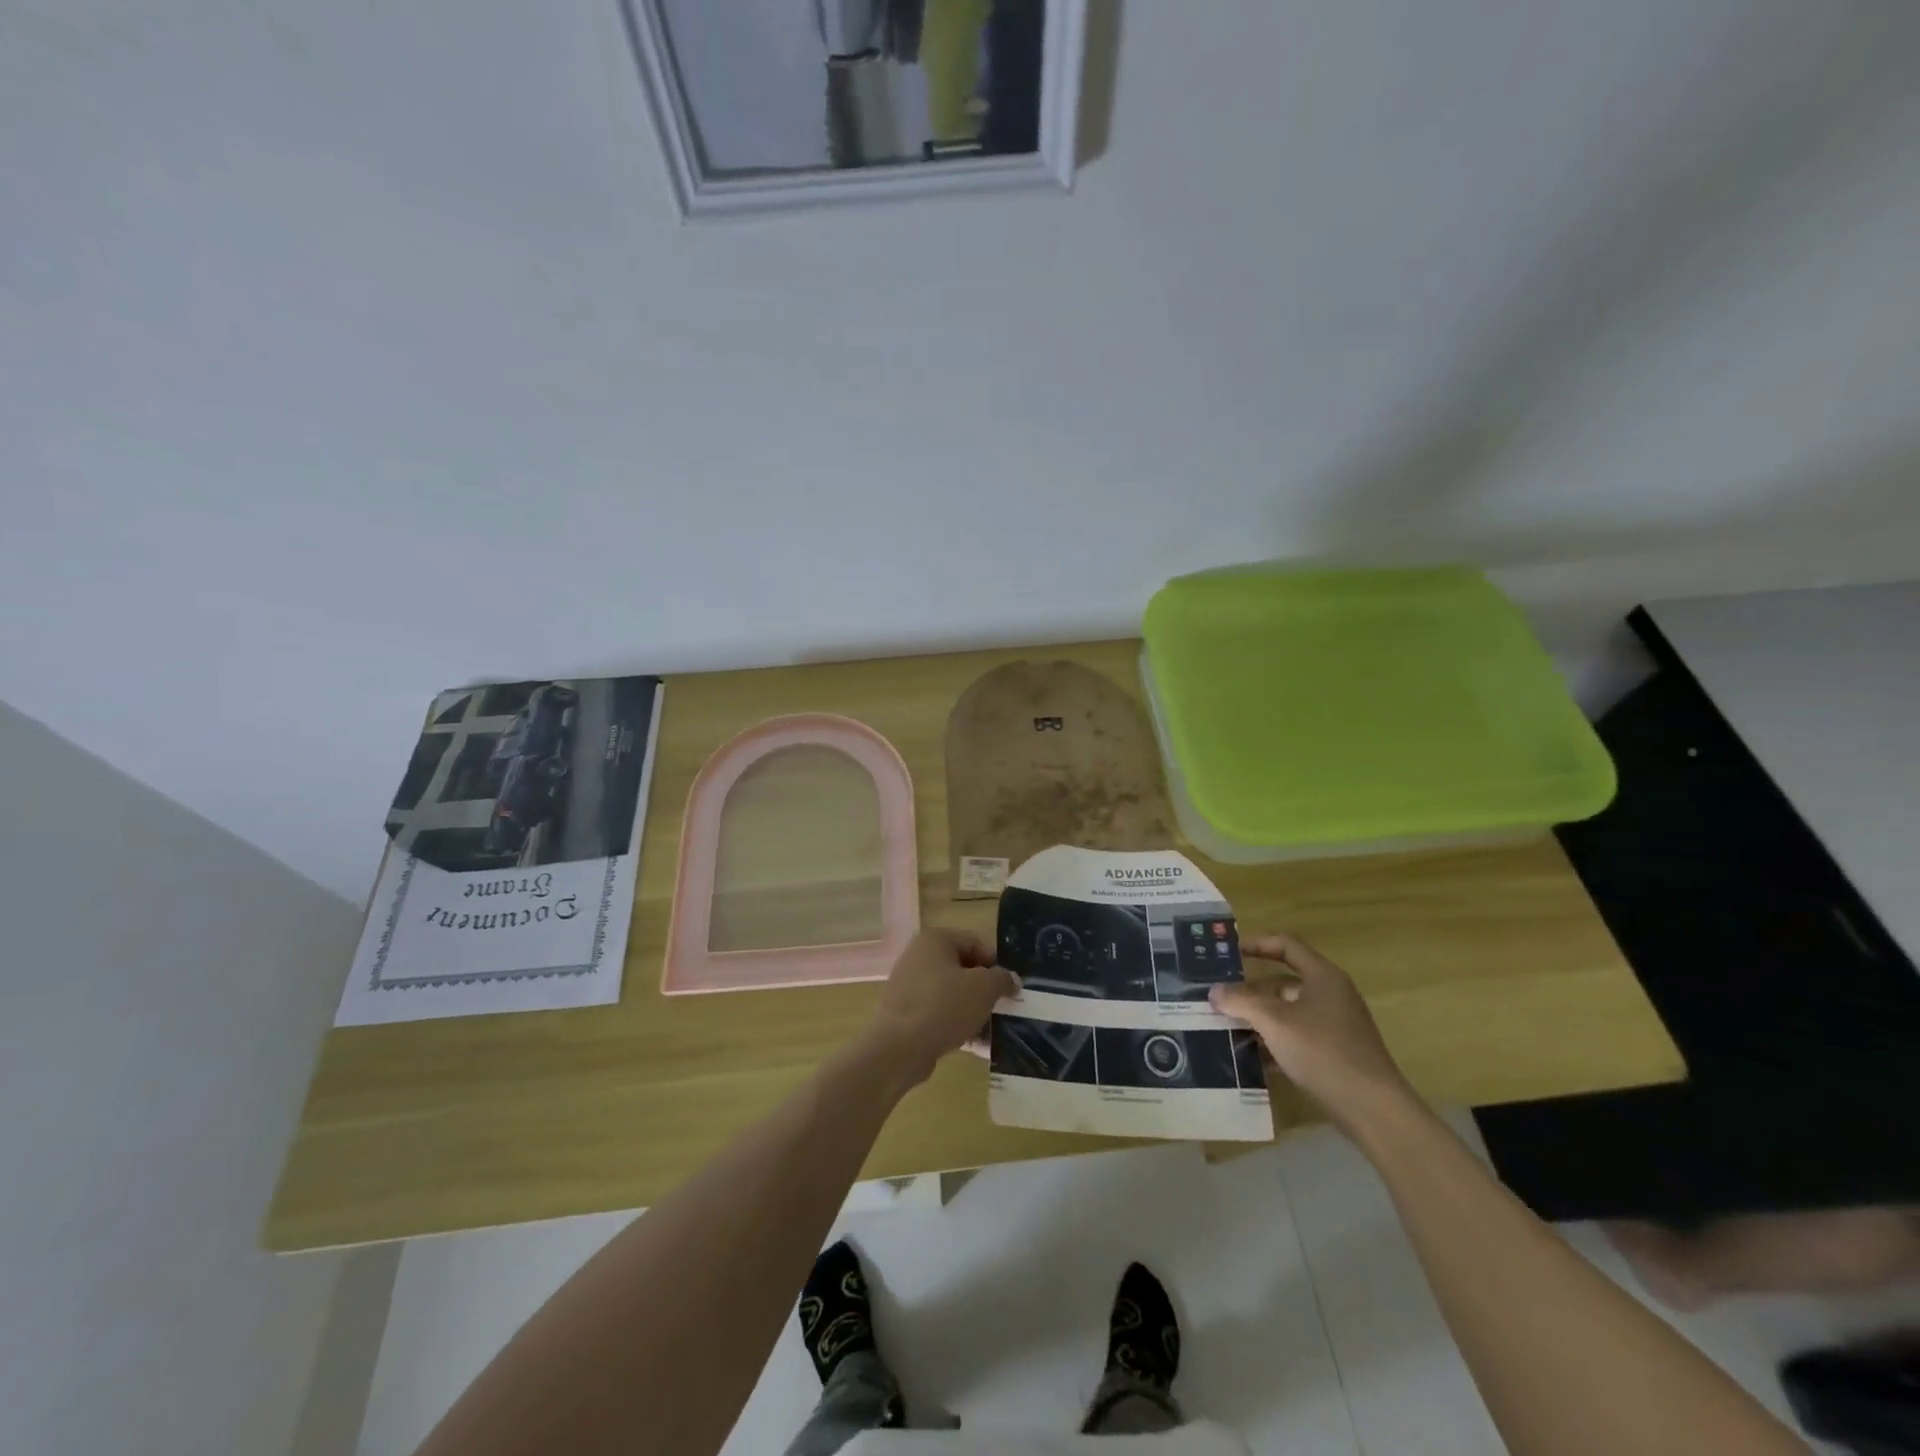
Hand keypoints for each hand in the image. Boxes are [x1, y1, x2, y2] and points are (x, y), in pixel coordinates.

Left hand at [862, 929, 1017, 1088]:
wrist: (900, 1048)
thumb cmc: (944, 1006)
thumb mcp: (984, 988)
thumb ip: (1002, 978)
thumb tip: (1010, 979)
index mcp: (934, 939)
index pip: (975, 942)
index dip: (996, 963)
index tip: (1008, 987)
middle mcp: (918, 955)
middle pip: (962, 968)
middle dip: (984, 989)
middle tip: (1001, 1008)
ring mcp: (908, 984)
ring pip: (951, 992)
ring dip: (972, 1008)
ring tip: (990, 1029)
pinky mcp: (905, 1012)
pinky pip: (938, 1012)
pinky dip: (955, 1023)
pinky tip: (973, 1044)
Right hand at [1209, 931, 1413, 1132]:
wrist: (1373, 1109)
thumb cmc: (1323, 1051)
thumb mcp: (1274, 1022)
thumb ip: (1241, 1001)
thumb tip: (1214, 991)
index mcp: (1322, 976)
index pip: (1285, 945)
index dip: (1256, 944)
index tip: (1228, 952)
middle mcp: (1330, 995)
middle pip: (1282, 982)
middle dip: (1249, 990)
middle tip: (1218, 997)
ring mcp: (1334, 1025)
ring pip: (1287, 1012)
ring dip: (1258, 1017)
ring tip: (1226, 1026)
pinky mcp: (1334, 1053)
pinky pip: (1296, 1036)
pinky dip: (1273, 1040)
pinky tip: (1250, 1055)